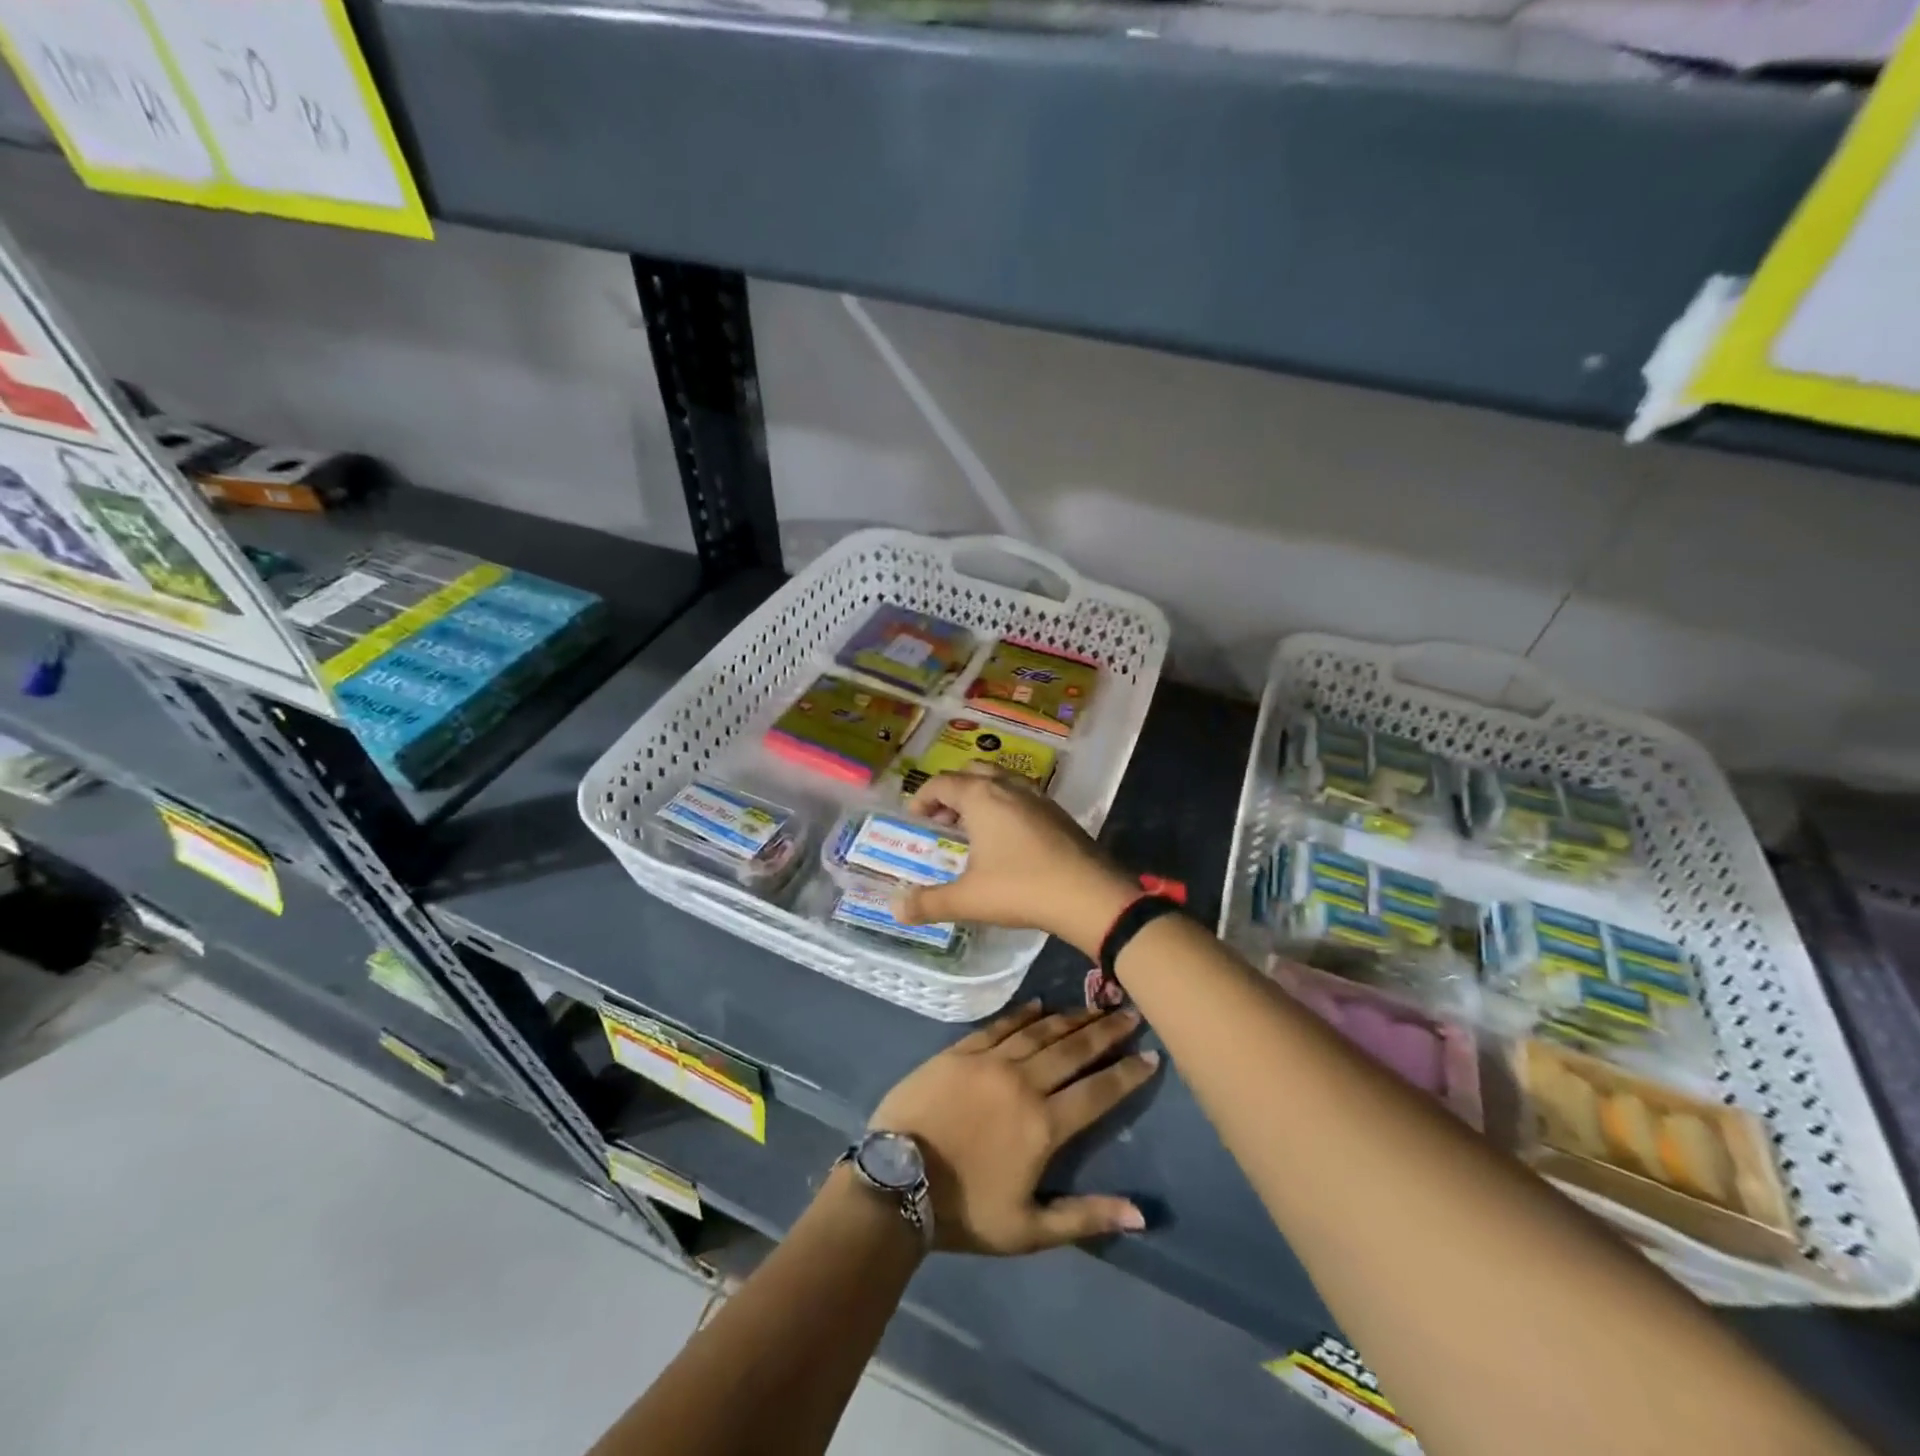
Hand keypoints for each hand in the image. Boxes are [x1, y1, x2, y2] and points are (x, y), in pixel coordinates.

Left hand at [868, 1000, 1157, 1253]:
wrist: (894, 1181)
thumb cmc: (963, 1212)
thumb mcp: (1028, 1230)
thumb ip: (1085, 1217)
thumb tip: (1142, 1213)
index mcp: (1044, 1125)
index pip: (1098, 1092)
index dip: (1127, 1073)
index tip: (1151, 1054)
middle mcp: (1023, 1082)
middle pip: (1073, 1050)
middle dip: (1105, 1031)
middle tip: (1130, 1011)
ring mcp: (989, 1061)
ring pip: (1040, 1032)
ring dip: (1070, 1018)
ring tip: (1094, 1006)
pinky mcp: (960, 1051)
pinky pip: (1000, 1025)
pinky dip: (1023, 1014)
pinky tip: (1039, 1004)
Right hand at [896, 767, 1139, 955]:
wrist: (1089, 895)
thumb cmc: (1021, 889)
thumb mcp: (968, 899)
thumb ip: (929, 902)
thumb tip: (896, 908)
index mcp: (981, 797)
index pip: (942, 783)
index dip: (922, 798)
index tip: (914, 819)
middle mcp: (1008, 787)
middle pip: (972, 773)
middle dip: (952, 792)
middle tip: (941, 820)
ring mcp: (1038, 797)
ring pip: (1000, 782)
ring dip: (980, 797)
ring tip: (971, 829)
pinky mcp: (1058, 813)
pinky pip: (1021, 797)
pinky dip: (1004, 807)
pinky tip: (1006, 840)